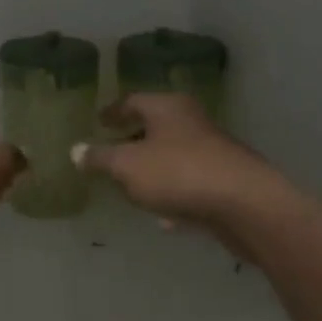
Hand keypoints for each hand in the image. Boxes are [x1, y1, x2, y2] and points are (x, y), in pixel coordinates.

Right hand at [76, 93, 265, 224]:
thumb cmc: (178, 173)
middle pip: (155, 127)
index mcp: (167, 108)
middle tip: (111, 152)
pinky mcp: (225, 181)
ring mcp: (212, 152)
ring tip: (131, 187)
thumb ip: (100, 158)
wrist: (246, 205)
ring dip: (152, 170)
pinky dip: (174, 195)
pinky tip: (164, 218)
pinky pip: (189, 184)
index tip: (98, 120)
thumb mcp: (126, 166)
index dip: (112, 112)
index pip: (132, 101)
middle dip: (133, 140)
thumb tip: (75, 150)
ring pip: (173, 157)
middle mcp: (191, 122)